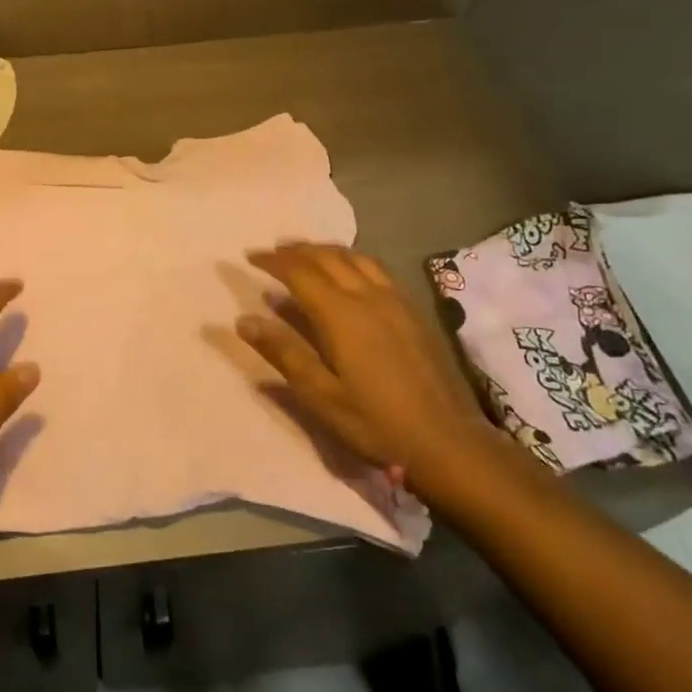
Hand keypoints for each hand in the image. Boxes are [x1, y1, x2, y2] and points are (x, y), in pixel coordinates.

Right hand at [235, 243, 525, 510]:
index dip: (273, 261)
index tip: (250, 257)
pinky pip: (377, 268)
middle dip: (297, 250)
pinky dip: (352, 260)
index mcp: (340, 314)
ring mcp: (395, 300)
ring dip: (325, 250)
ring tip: (306, 255)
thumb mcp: (320, 395)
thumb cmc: (375, 422)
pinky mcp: (413, 310)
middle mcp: (368, 295)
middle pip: (327, 257)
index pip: (299, 271)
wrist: (447, 441)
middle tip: (273, 252)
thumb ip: (283, 352)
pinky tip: (349, 274)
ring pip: (355, 257)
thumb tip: (244, 320)